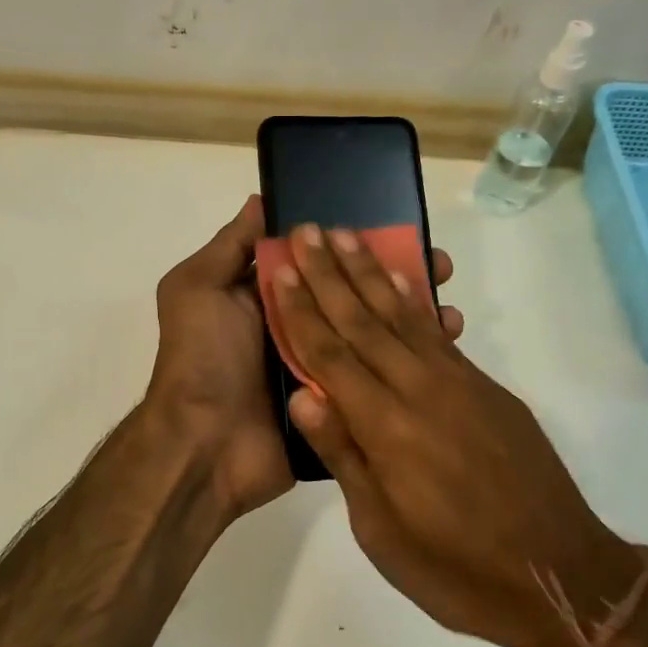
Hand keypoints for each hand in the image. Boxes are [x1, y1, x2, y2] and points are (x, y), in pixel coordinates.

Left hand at [146, 200, 459, 524]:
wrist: (205, 446)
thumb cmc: (202, 357)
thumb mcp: (198, 289)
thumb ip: (230, 246)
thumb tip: (262, 200)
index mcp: (271, 298)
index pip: (322, 261)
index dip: (356, 243)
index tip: (397, 226)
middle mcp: (301, 327)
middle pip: (355, 293)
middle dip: (396, 276)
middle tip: (439, 265)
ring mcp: (323, 367)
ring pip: (373, 333)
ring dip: (411, 316)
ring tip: (449, 306)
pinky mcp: (342, 402)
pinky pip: (378, 375)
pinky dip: (410, 361)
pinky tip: (445, 345)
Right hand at [266, 224, 647, 646]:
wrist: (560, 578)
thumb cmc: (455, 569)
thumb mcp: (381, 530)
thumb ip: (344, 455)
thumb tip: (303, 393)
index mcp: (385, 428)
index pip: (331, 355)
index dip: (302, 310)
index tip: (281, 269)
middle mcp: (420, 391)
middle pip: (364, 321)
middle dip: (330, 274)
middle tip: (308, 230)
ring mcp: (459, 385)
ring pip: (403, 316)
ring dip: (371, 273)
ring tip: (348, 237)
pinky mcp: (488, 390)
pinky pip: (439, 335)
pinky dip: (416, 302)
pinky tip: (402, 281)